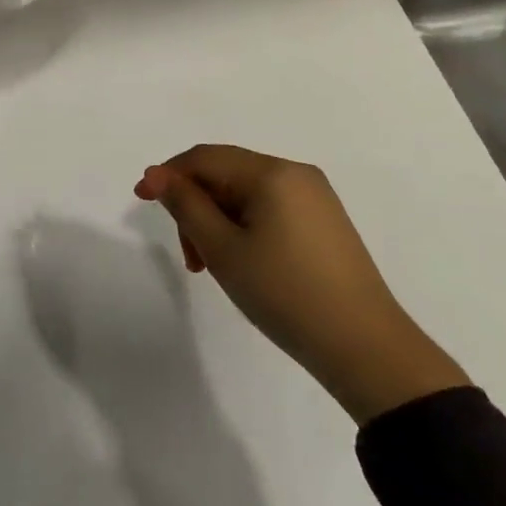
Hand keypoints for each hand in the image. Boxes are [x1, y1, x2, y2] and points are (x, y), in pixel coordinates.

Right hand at [136, 145, 469, 423]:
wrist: (365, 348)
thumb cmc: (285, 293)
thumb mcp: (223, 249)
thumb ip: (185, 205)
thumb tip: (157, 174)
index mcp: (272, 172)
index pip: (205, 158)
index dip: (168, 174)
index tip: (140, 200)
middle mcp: (296, 173)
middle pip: (225, 174)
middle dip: (195, 206)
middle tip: (189, 257)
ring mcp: (315, 198)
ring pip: (245, 194)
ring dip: (217, 221)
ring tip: (211, 267)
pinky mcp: (324, 222)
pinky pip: (269, 209)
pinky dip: (243, 228)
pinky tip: (241, 262)